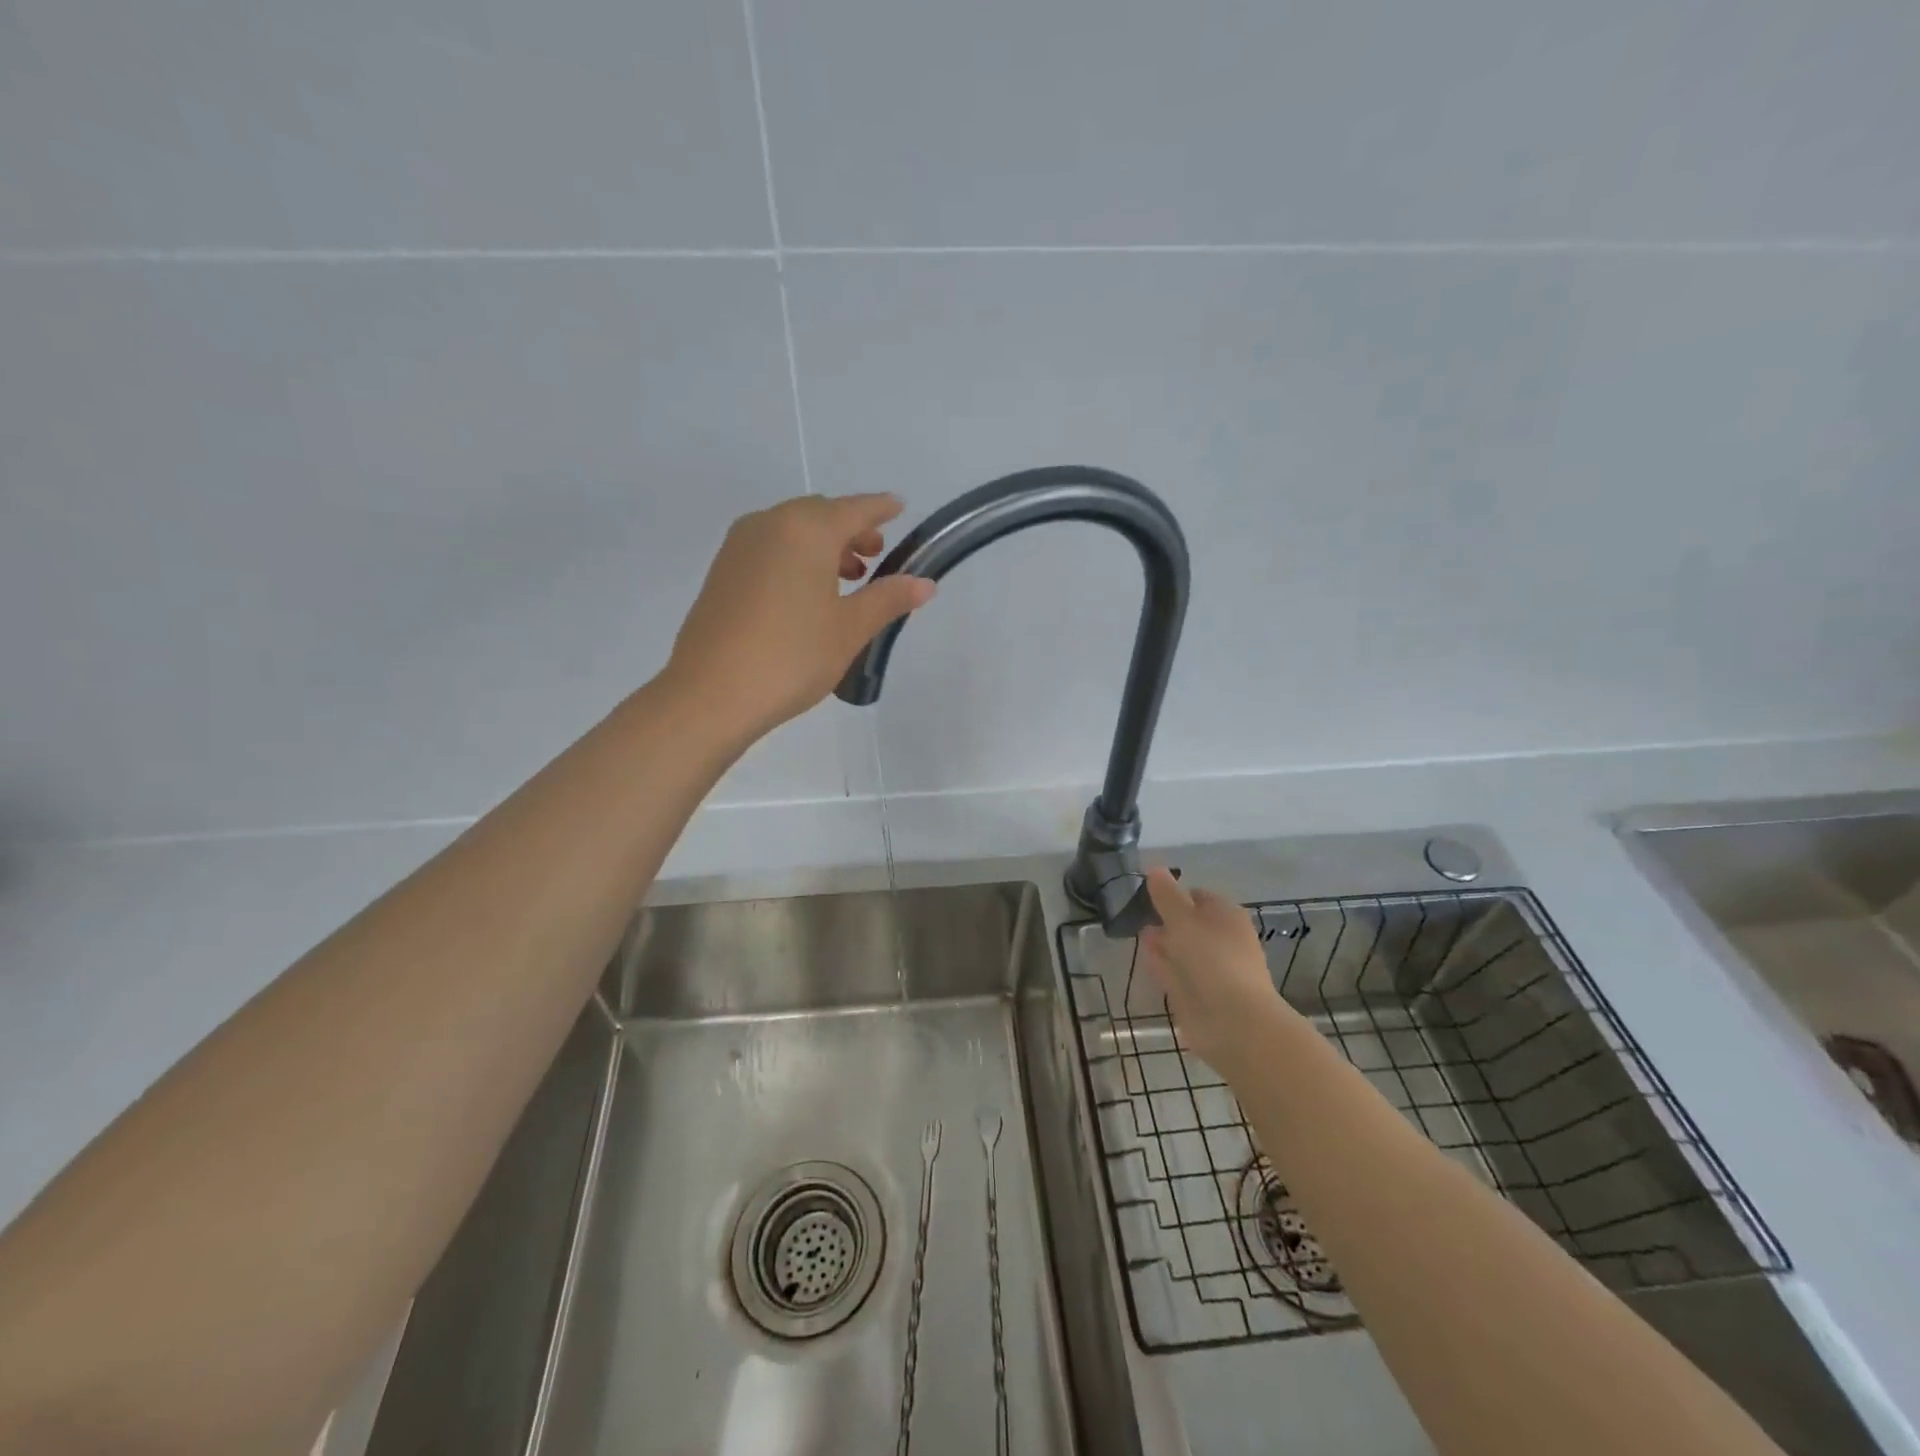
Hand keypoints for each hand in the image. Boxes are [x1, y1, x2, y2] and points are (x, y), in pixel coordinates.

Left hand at [664, 493, 934, 740]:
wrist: (711, 694)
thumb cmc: (792, 656)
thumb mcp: (850, 629)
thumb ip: (888, 599)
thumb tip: (925, 583)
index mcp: (807, 529)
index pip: (855, 509)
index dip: (881, 509)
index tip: (900, 508)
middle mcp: (770, 524)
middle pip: (820, 515)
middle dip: (851, 530)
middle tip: (875, 558)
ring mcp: (739, 546)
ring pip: (792, 531)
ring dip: (823, 546)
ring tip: (846, 580)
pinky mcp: (722, 571)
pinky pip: (770, 548)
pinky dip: (796, 557)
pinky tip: (807, 594)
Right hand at [1140, 868, 1298, 1076]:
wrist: (1233, 1022)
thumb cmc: (1212, 960)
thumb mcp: (1183, 919)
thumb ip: (1166, 895)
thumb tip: (1154, 867)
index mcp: (1226, 916)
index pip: (1198, 896)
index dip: (1175, 894)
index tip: (1149, 895)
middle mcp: (1221, 940)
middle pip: (1190, 924)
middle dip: (1167, 920)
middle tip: (1139, 914)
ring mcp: (1211, 970)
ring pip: (1182, 950)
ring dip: (1163, 943)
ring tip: (1139, 933)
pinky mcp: (1198, 995)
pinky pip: (1176, 973)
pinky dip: (1162, 964)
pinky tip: (1145, 957)